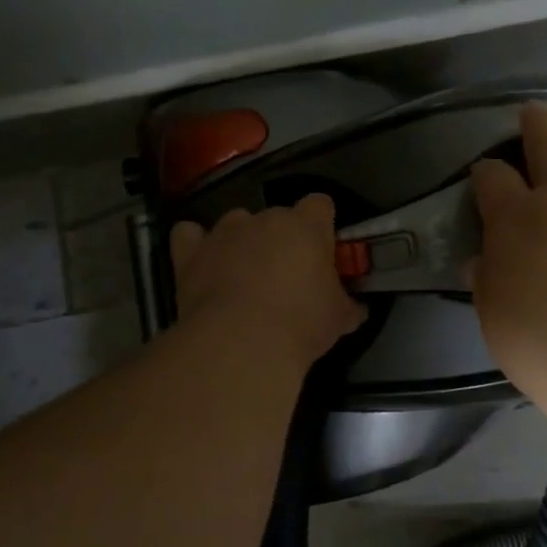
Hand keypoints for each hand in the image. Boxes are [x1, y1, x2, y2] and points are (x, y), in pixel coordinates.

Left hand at [170, 194, 364, 367]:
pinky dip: (195, 244)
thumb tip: (358, 309)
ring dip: (242, 241)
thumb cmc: (301, 323)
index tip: (323, 249)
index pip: (320, 204)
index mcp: (306, 225)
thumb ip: (348, 306)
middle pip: (277, 216)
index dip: (322, 224)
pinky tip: (201, 261)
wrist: (242, 342)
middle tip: (287, 274)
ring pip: (236, 222)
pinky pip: (189, 235)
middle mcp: (265, 218)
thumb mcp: (339, 319)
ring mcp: (225, 232)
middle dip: (282, 238)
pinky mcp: (191, 251)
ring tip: (243, 274)